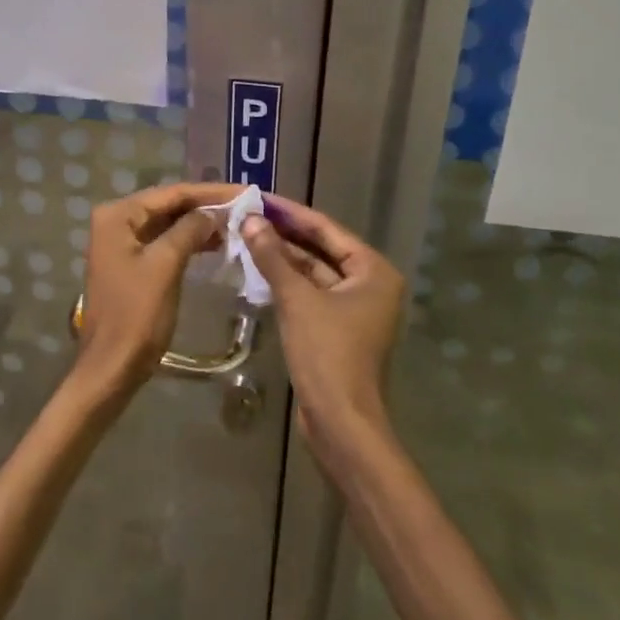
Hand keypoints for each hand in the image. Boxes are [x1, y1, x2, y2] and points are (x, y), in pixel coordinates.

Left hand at [73, 181, 243, 401]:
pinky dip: (189, 242)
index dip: (209, 193)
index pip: (171, 193)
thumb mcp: (165, 265)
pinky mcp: (131, 264)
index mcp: (118, 215)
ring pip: (168, 224)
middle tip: (245, 206)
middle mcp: (116, 222)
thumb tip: (214, 212)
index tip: (245, 192)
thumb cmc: (137, 314)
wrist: (112, 366)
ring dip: (200, 224)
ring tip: (237, 224)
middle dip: (206, 206)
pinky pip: (164, 243)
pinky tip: (216, 244)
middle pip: (168, 205)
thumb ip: (190, 230)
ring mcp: (122, 244)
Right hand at [238, 196, 406, 464]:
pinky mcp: (337, 331)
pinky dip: (287, 283)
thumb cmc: (327, 354)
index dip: (291, 212)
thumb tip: (251, 221)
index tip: (259, 197)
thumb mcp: (297, 300)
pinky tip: (258, 270)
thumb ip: (273, 257)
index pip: (326, 229)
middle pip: (321, 250)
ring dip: (283, 258)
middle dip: (285, 234)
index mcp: (373, 271)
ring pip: (314, 273)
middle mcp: (370, 285)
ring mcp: (354, 310)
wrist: (341, 423)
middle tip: (247, 215)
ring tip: (246, 237)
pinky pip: (310, 295)